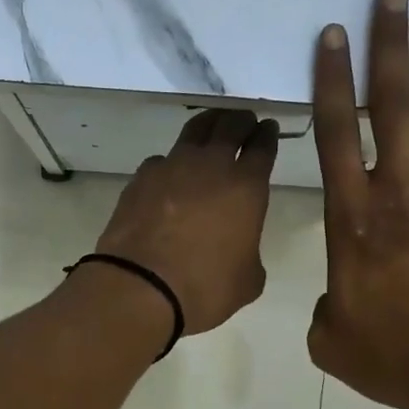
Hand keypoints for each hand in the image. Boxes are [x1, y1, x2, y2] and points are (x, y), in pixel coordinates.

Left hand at [94, 109, 278, 334]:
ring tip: (213, 126)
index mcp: (247, 186)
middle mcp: (211, 165)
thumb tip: (239, 248)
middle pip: (231, 126)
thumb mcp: (248, 280)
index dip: (268, 135)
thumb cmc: (204, 287)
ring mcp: (172, 166)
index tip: (269, 129)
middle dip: (242, 121)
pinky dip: (172, 161)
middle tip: (245, 122)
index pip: (262, 147)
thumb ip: (250, 254)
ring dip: (209, 124)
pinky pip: (162, 159)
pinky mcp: (141, 177)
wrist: (140, 286)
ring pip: (194, 130)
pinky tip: (171, 172)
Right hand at [308, 0, 408, 408]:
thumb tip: (338, 297)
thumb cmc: (401, 358)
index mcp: (353, 220)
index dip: (331, 82)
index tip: (332, 36)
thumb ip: (324, 309)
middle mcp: (400, 193)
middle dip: (387, 49)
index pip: (335, 135)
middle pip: (390, 107)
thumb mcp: (333, 342)